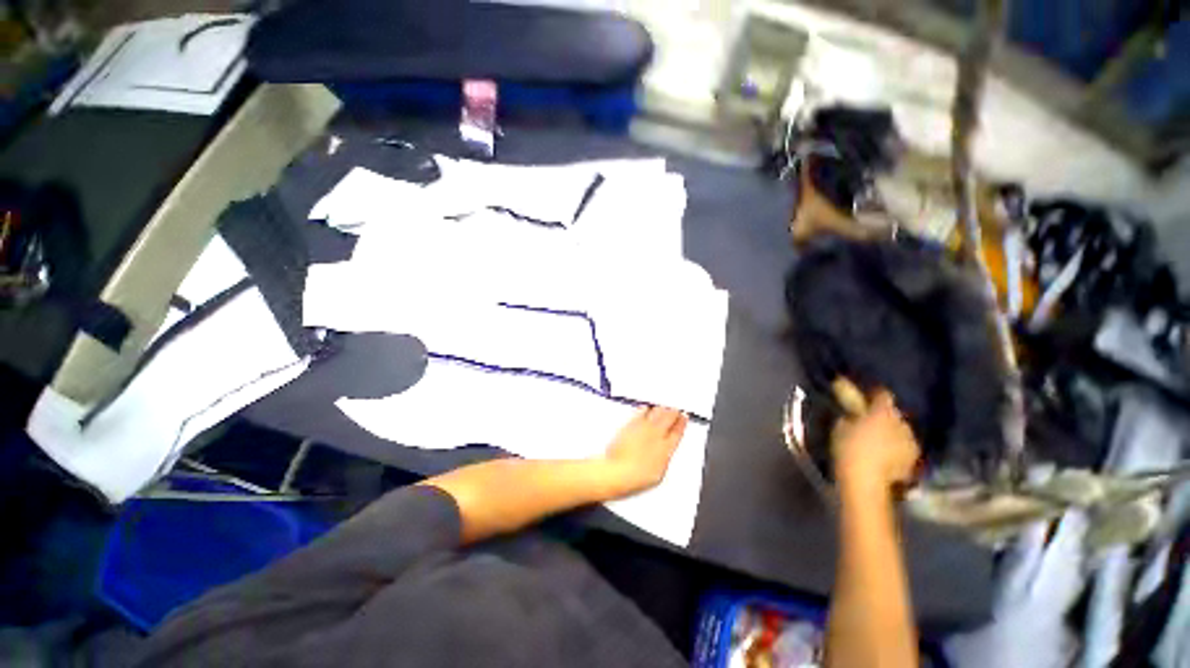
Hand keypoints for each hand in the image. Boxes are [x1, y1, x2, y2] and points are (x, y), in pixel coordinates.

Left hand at [596, 406, 687, 497]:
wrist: (618, 471)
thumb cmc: (636, 477)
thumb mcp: (658, 474)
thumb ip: (664, 459)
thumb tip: (664, 454)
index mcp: (667, 448)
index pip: (678, 431)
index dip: (682, 423)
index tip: (684, 417)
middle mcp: (657, 435)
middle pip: (669, 417)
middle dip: (673, 412)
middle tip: (674, 409)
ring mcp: (644, 427)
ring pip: (657, 411)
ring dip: (662, 409)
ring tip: (663, 408)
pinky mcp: (631, 423)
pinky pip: (641, 411)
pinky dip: (645, 409)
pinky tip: (645, 409)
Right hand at [831, 388, 920, 494]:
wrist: (866, 480)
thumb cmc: (849, 448)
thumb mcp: (840, 427)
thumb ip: (849, 417)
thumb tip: (852, 414)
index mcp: (882, 412)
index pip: (882, 394)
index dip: (874, 395)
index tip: (866, 397)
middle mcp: (901, 422)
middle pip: (893, 413)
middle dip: (883, 416)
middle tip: (869, 421)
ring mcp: (911, 441)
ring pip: (900, 430)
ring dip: (891, 432)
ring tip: (878, 440)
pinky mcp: (914, 458)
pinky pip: (904, 446)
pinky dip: (896, 447)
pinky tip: (886, 454)